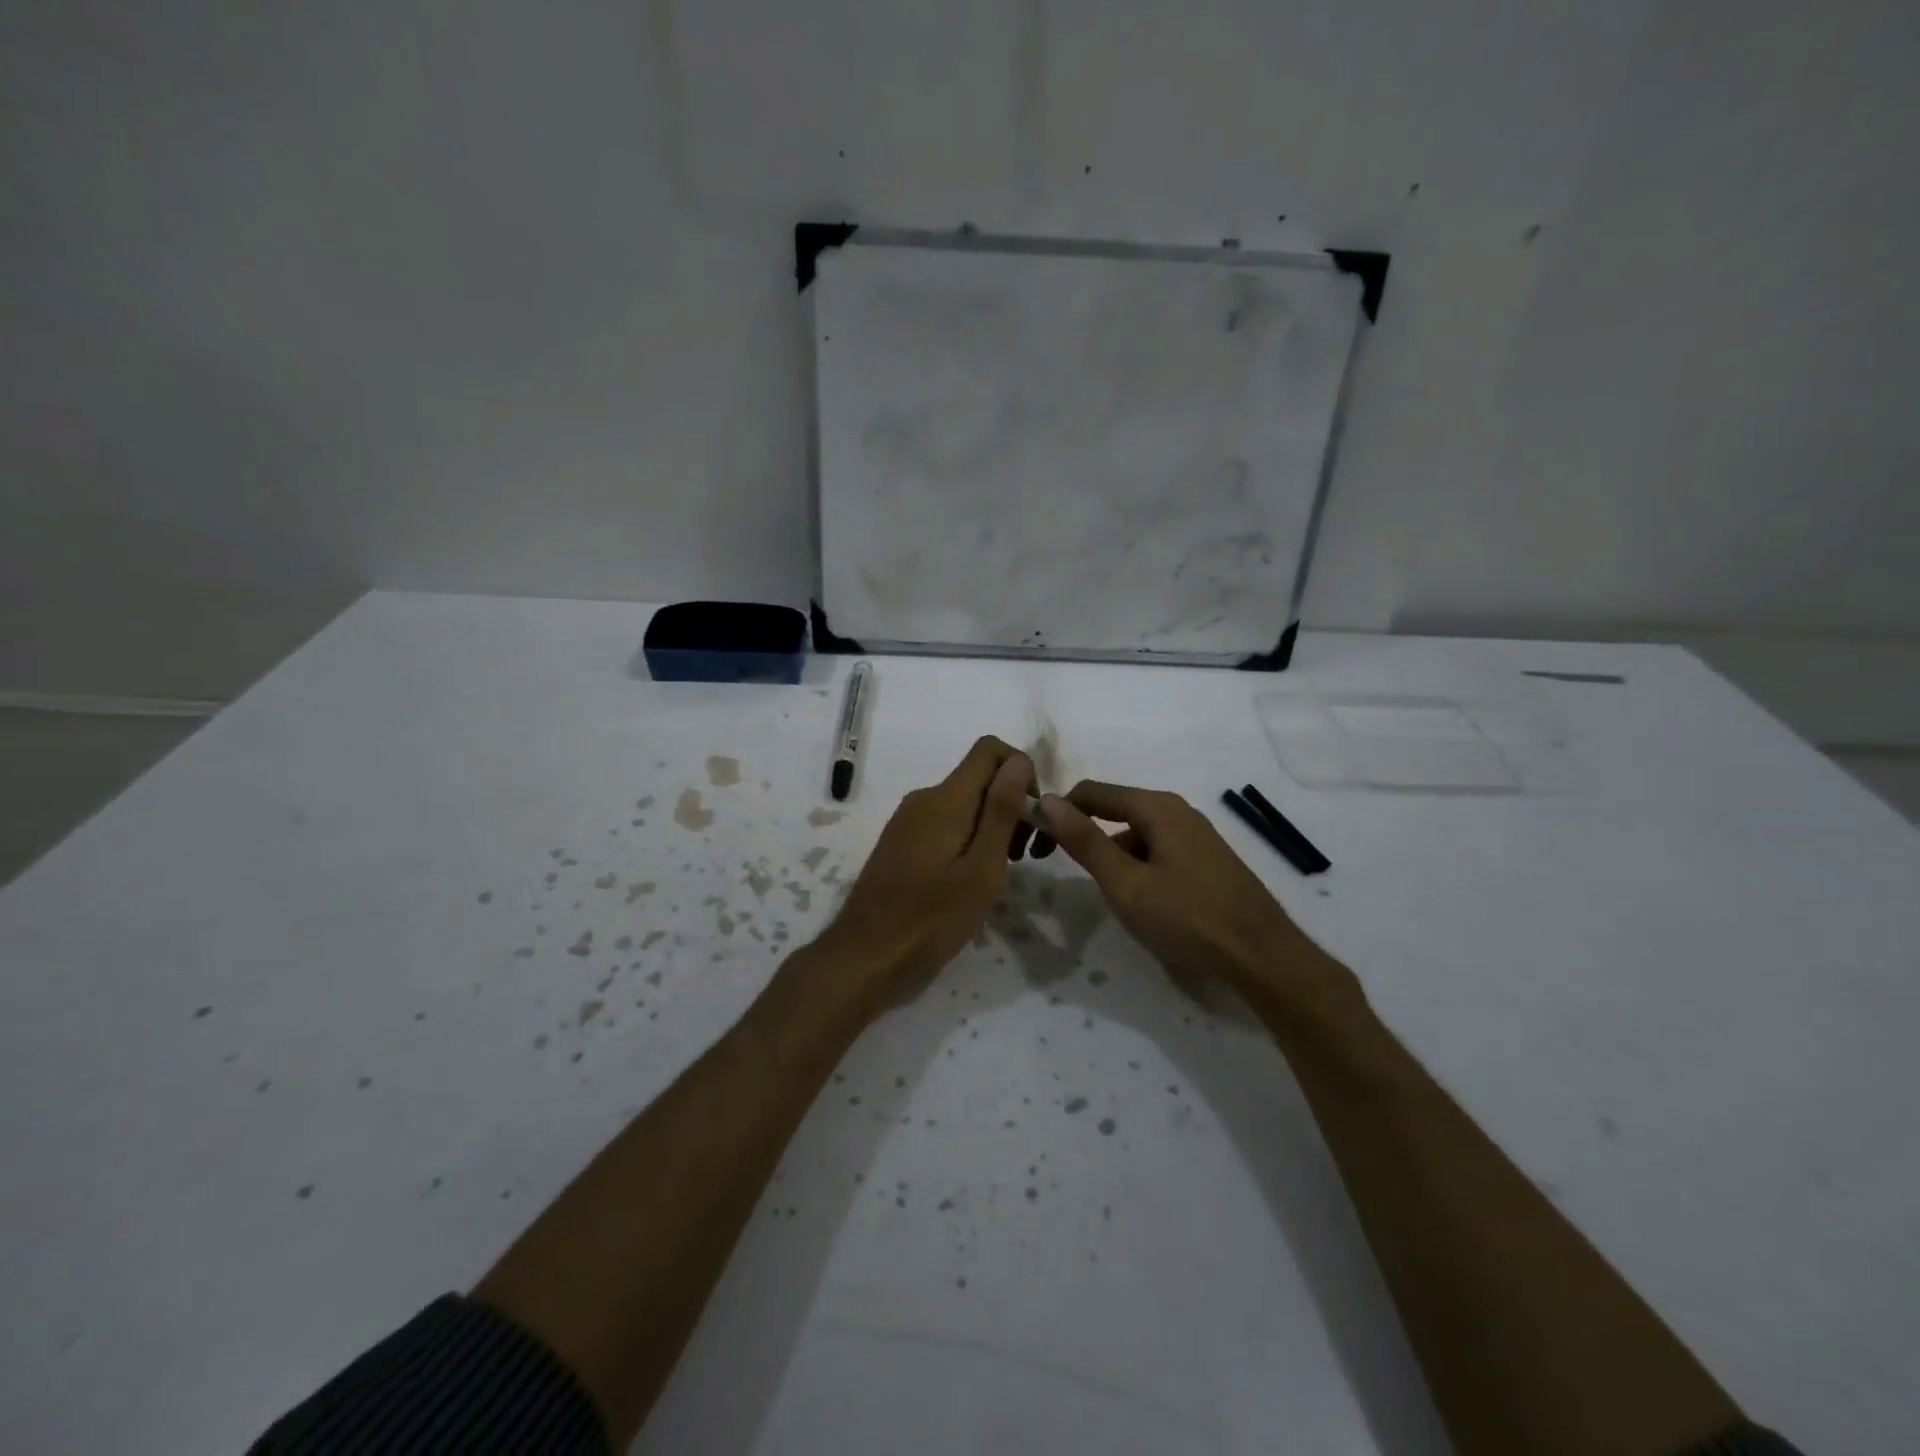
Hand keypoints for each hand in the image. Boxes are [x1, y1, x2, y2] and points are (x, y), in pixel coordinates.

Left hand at [812, 737, 1034, 1014]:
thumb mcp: (981, 869)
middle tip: (1021, 857)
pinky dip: (968, 841)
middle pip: (978, 778)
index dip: (1020, 771)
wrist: (865, 958)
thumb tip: (1018, 760)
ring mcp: (908, 822)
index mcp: (945, 798)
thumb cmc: (931, 918)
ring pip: (963, 804)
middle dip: (1009, 805)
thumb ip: (1001, 812)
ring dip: (991, 827)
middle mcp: (923, 799)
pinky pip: (944, 825)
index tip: (1032, 817)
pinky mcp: (901, 844)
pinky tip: (970, 881)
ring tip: (998, 874)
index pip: (989, 749)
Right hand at [1039, 781, 1358, 1011]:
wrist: (1263, 957)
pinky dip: (1137, 865)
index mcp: (1157, 807)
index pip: (1091, 792)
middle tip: (1061, 868)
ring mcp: (1197, 835)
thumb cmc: (1187, 918)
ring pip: (1137, 833)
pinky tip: (1140, 899)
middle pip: (1115, 809)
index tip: (1035, 844)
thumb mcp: (1125, 883)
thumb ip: (1084, 840)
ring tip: (1104, 892)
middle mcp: (1178, 811)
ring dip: (1111, 853)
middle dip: (1084, 834)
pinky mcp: (1208, 859)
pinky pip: (1159, 850)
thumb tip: (1046, 800)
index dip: (1058, 813)